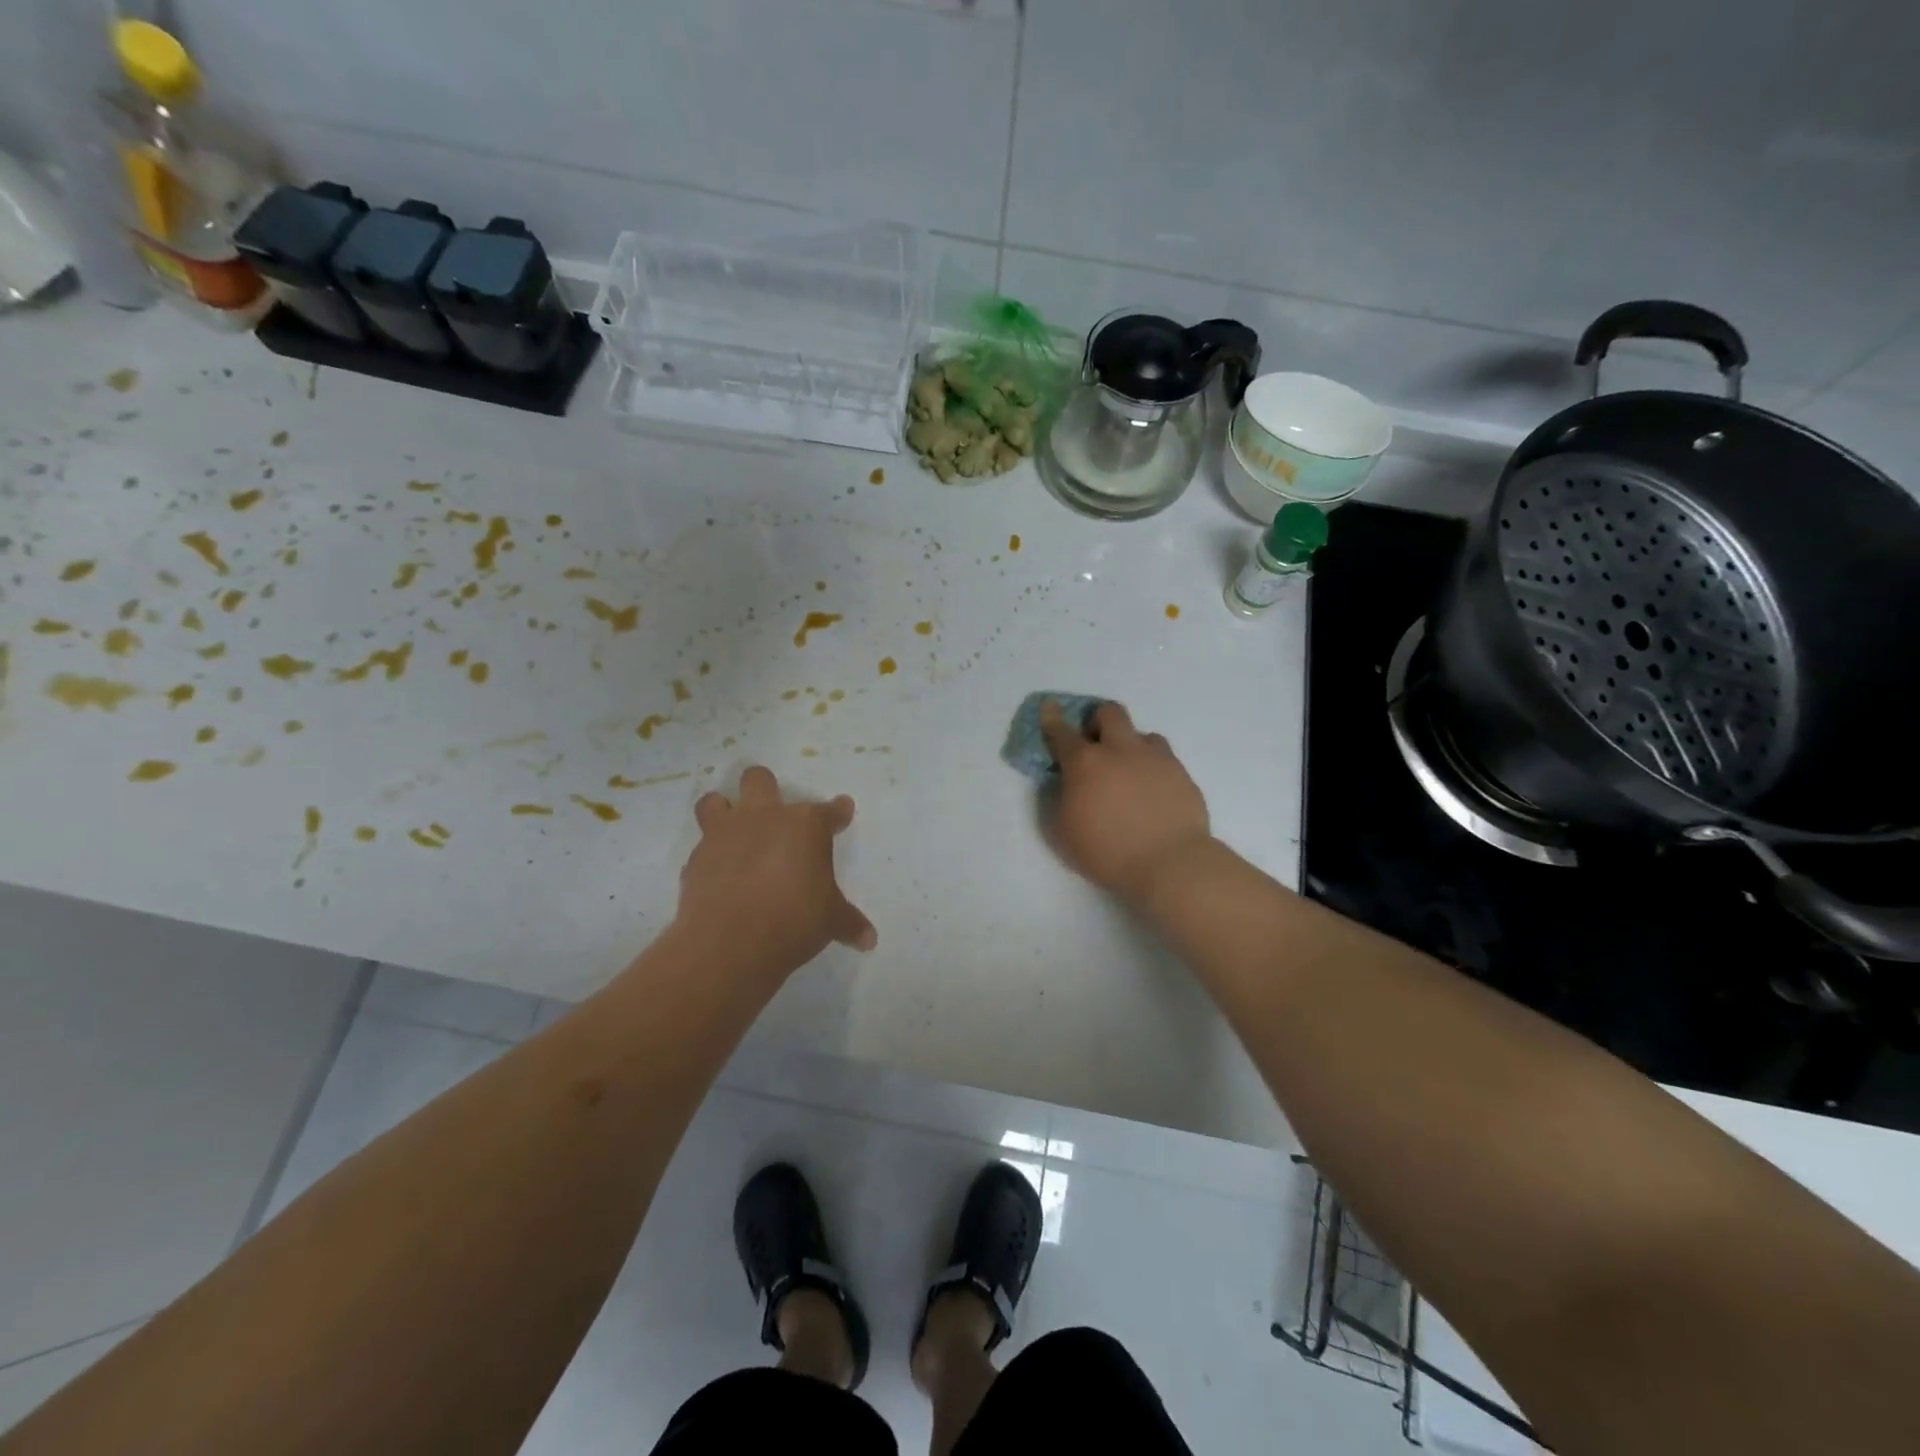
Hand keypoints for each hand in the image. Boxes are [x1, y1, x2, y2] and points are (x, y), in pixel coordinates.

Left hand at [680, 766, 876, 974]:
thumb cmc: (795, 919)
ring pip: (715, 801)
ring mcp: (725, 834)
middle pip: (759, 780)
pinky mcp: (695, 859)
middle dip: (766, 788)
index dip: (838, 812)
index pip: (830, 810)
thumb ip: (849, 923)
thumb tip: (869, 939)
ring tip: (733, 832)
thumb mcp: (831, 921)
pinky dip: (711, 858)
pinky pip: (701, 848)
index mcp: (805, 825)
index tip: (842, 812)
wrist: (731, 941)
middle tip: (774, 814)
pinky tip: (719, 877)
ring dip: (723, 811)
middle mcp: (764, 817)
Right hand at [1040, 699, 1213, 900]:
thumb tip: (1065, 783)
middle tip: (1095, 743)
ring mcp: (1156, 759)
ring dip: (1131, 745)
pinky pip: (1164, 759)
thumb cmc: (1107, 851)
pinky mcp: (1182, 774)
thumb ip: (1060, 799)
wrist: (1170, 863)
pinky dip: (1153, 768)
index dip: (1052, 718)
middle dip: (1098, 720)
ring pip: (1143, 734)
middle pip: (1110, 713)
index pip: (1062, 732)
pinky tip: (1152, 792)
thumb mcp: (1063, 832)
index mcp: (1086, 763)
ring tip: (1129, 771)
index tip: (1049, 707)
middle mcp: (1121, 750)